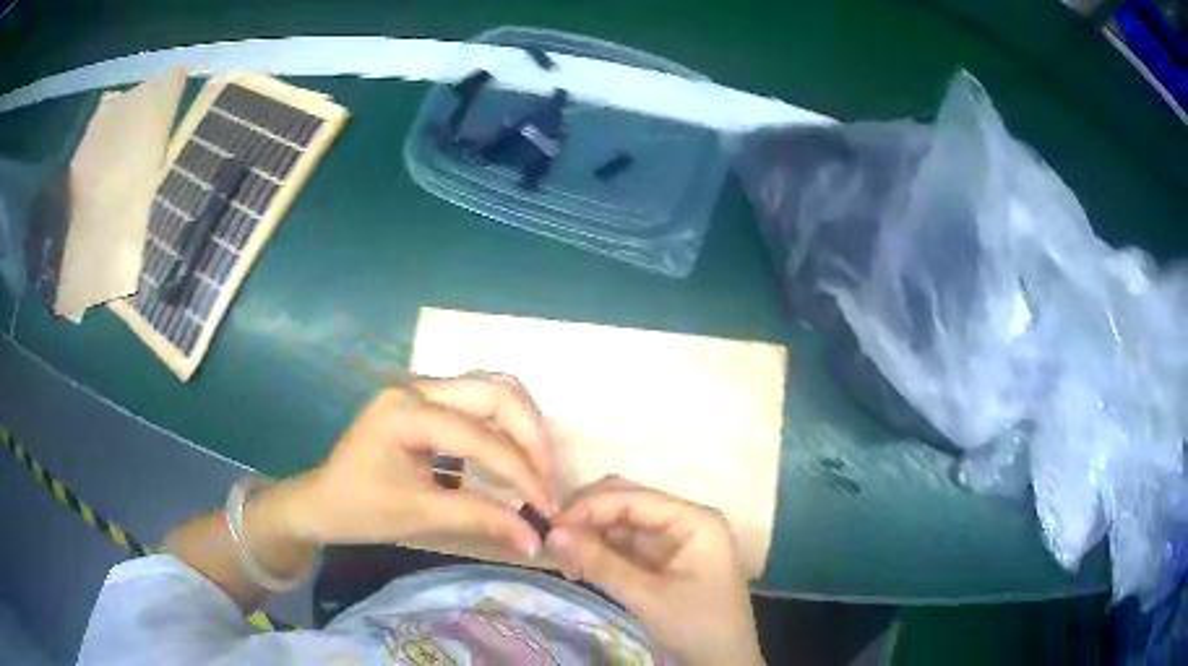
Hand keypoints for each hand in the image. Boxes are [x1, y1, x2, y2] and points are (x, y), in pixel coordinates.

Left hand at [278, 373, 554, 557]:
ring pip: (491, 389)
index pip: (480, 436)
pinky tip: (507, 459)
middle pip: (496, 390)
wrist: (321, 502)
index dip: (521, 472)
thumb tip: (537, 539)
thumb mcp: (421, 516)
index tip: (548, 507)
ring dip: (522, 426)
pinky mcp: (425, 401)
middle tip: (547, 480)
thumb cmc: (361, 510)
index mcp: (405, 411)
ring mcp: (421, 389)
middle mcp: (416, 386)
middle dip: (531, 436)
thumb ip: (483, 519)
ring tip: (535, 467)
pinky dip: (502, 427)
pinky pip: (477, 402)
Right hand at [545, 477, 764, 665]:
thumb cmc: (697, 626)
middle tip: (549, 538)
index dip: (589, 506)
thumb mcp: (648, 596)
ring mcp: (673, 541)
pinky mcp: (662, 561)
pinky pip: (624, 546)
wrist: (723, 663)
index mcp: (694, 519)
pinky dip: (599, 553)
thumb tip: (552, 533)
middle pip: (627, 504)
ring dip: (589, 536)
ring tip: (558, 556)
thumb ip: (601, 563)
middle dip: (587, 517)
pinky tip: (576, 564)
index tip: (549, 524)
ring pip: (620, 525)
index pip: (634, 498)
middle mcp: (684, 521)